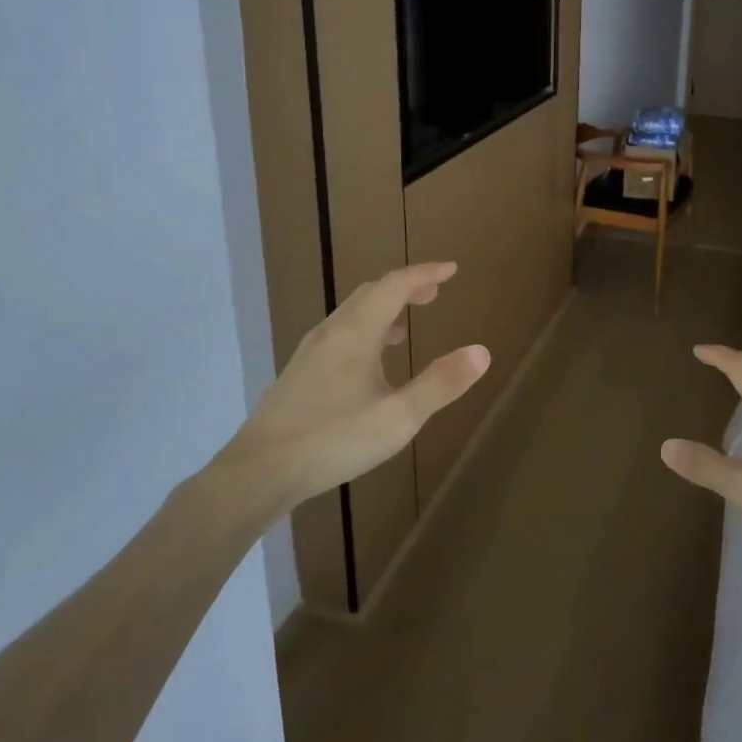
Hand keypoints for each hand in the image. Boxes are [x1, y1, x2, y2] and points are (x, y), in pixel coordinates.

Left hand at [210, 262, 489, 516]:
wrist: (258, 472)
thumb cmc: (334, 439)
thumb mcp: (399, 417)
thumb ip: (441, 384)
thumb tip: (482, 352)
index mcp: (356, 332)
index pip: (395, 285)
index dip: (426, 273)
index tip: (452, 269)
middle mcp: (331, 332)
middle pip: (371, 293)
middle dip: (405, 287)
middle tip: (434, 293)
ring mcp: (310, 353)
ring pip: (351, 315)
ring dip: (383, 310)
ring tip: (406, 327)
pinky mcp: (298, 375)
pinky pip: (339, 335)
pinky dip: (365, 331)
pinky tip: (368, 365)